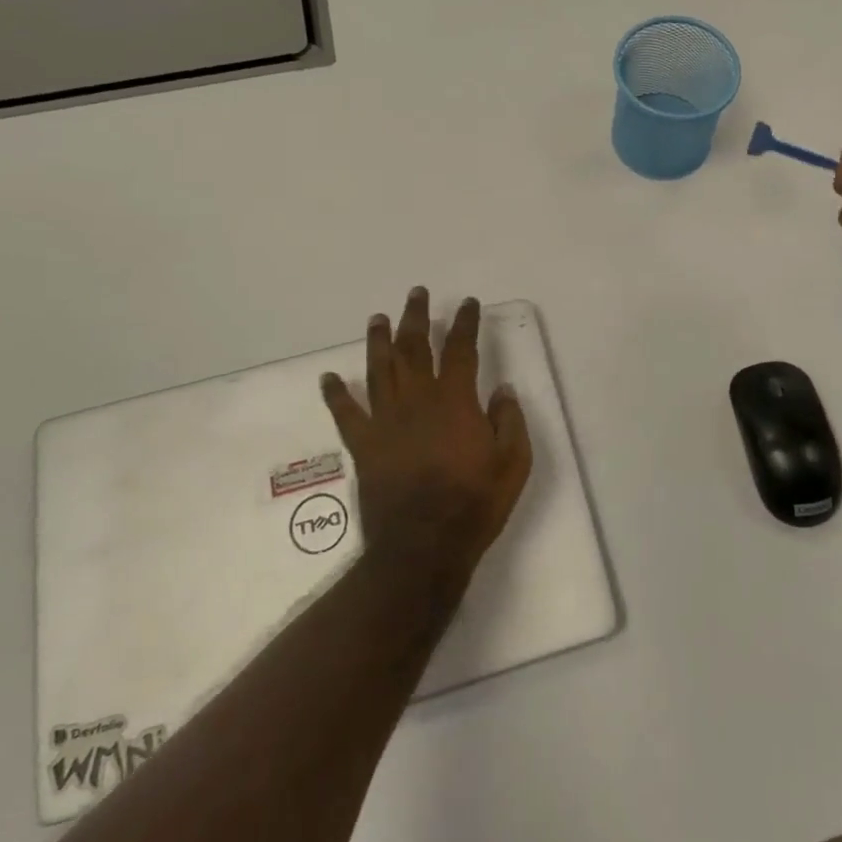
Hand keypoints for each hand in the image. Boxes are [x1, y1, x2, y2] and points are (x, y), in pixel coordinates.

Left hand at [320, 289, 531, 581]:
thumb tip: (501, 388)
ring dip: (379, 341)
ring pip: (379, 370)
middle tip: (416, 293)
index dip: (465, 322)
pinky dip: (335, 395)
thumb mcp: (513, 463)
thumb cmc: (474, 504)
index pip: (461, 349)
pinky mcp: (364, 446)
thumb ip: (509, 420)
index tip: (468, 303)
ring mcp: (386, 421)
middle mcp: (417, 401)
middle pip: (414, 348)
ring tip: (377, 318)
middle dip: (416, 317)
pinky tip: (328, 378)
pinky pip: (346, 414)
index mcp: (455, 401)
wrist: (423, 548)